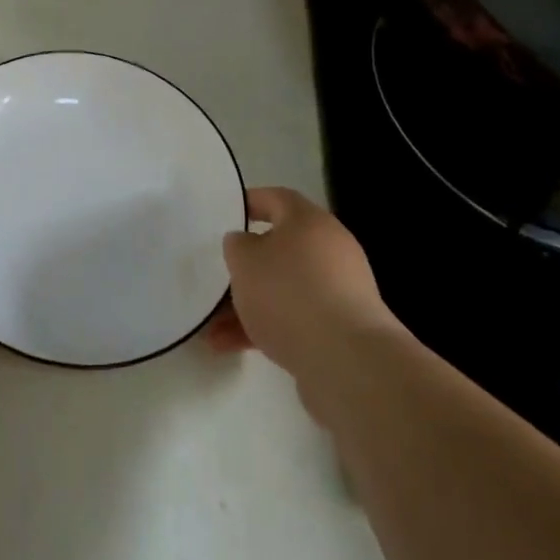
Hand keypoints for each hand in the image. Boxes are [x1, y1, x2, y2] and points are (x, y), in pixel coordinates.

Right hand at [206, 186, 398, 380]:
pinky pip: (295, 319)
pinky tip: (231, 347)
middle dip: (246, 268)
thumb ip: (237, 246)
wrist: (347, 361)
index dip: (250, 203)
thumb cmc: (289, 293)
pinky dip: (265, 329)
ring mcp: (338, 291)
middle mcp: (329, 249)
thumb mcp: (244, 260)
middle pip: (279, 249)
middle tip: (218, 278)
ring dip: (249, 305)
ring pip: (283, 289)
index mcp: (309, 221)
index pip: (276, 199)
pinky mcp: (341, 330)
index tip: (225, 214)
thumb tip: (245, 244)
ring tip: (212, 329)